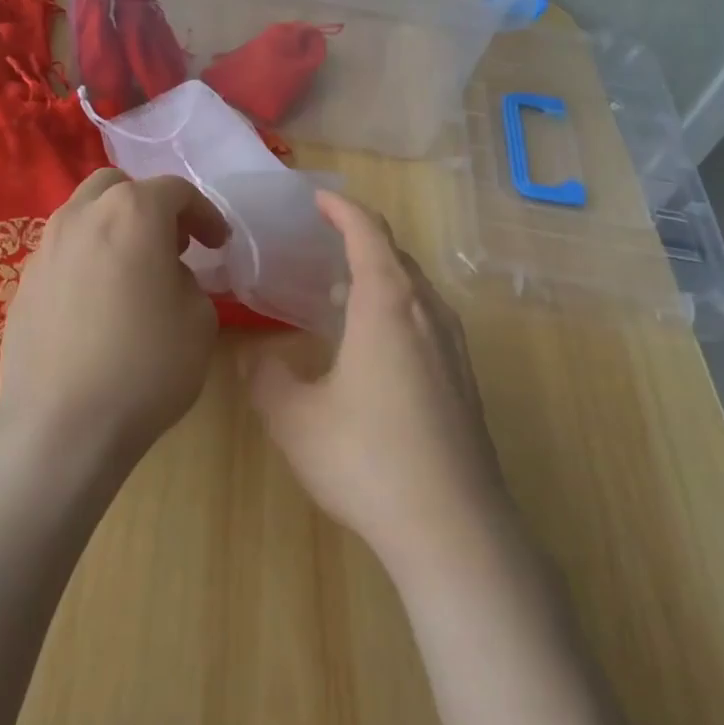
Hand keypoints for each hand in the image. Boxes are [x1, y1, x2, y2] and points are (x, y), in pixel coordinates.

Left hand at [0, 168, 229, 460]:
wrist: (60, 426)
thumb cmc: (145, 367)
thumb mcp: (199, 320)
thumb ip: (188, 281)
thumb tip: (166, 276)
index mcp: (132, 214)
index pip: (175, 191)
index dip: (205, 214)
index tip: (218, 245)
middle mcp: (82, 217)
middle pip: (118, 187)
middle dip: (151, 205)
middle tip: (173, 245)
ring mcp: (45, 248)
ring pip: (84, 213)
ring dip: (116, 227)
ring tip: (136, 270)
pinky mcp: (24, 282)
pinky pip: (64, 250)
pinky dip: (89, 256)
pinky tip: (101, 299)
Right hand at [248, 192, 511, 577]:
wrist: (452, 525)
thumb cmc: (367, 459)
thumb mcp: (295, 419)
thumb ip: (268, 379)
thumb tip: (258, 358)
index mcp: (387, 304)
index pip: (367, 233)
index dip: (342, 209)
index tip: (318, 199)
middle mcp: (427, 312)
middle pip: (396, 256)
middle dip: (361, 240)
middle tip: (324, 245)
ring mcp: (454, 346)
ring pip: (416, 289)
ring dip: (381, 277)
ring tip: (343, 292)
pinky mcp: (464, 379)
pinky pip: (428, 320)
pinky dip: (398, 310)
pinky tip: (376, 347)